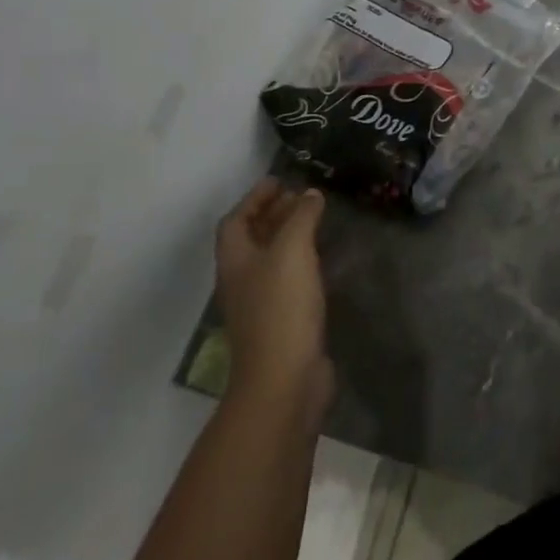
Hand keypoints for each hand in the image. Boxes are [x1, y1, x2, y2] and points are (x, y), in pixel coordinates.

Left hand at [217, 179, 331, 415]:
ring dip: (289, 236)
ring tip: (316, 220)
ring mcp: (260, 304)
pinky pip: (288, 279)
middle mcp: (242, 280)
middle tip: (302, 196)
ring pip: (270, 259)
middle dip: (273, 214)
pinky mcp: (282, 322)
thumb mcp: (292, 250)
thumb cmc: (281, 307)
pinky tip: (324, 259)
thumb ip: (301, 217)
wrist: (284, 379)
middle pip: (251, 238)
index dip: (254, 198)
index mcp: (235, 260)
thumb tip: (310, 195)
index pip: (236, 220)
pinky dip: (302, 260)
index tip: (280, 180)